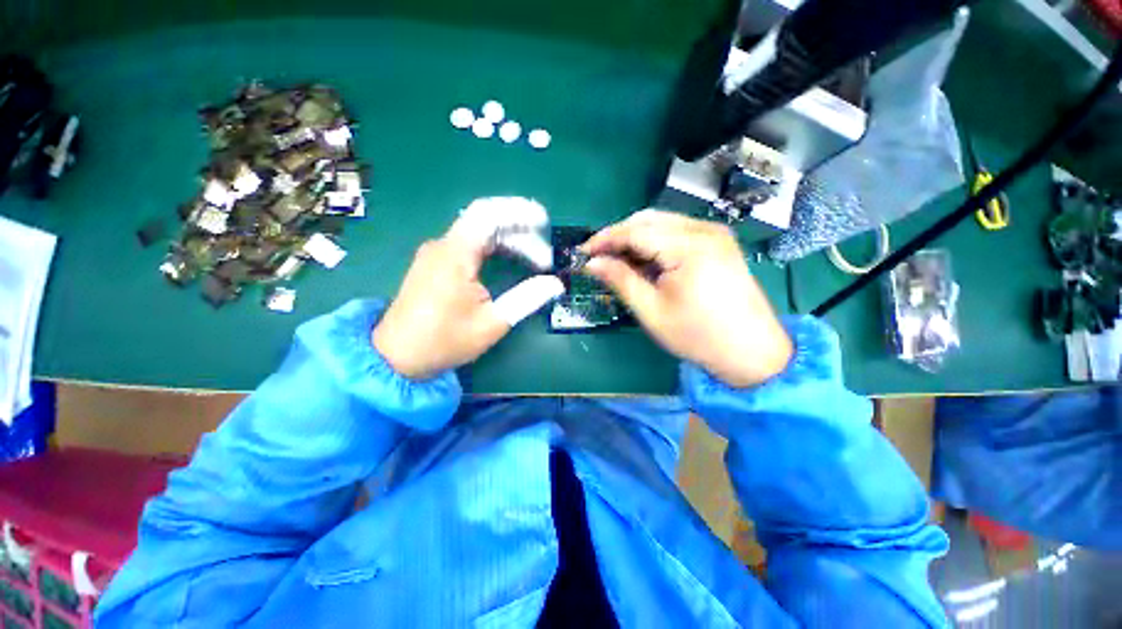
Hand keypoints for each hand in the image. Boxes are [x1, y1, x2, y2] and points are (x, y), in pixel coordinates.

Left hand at [373, 209, 561, 380]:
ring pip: (480, 233)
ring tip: (535, 261)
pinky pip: (471, 244)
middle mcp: (444, 245)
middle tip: (545, 258)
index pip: (487, 214)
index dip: (519, 211)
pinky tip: (512, 260)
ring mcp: (438, 252)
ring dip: (510, 241)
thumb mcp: (492, 323)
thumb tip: (556, 284)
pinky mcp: (437, 262)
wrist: (398, 356)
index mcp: (454, 255)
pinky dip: (495, 248)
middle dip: (521, 234)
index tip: (544, 222)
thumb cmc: (444, 341)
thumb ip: (526, 299)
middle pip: (487, 222)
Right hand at [583, 210, 791, 387]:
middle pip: (648, 220)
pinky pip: (676, 231)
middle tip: (598, 257)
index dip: (605, 239)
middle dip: (619, 235)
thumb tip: (592, 263)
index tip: (583, 252)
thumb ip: (621, 280)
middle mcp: (704, 230)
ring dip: (635, 237)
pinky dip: (654, 241)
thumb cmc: (698, 336)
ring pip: (662, 223)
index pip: (636, 231)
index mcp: (689, 248)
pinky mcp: (718, 241)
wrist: (752, 350)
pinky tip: (644, 260)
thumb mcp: (652, 311)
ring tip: (618, 260)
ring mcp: (715, 233)